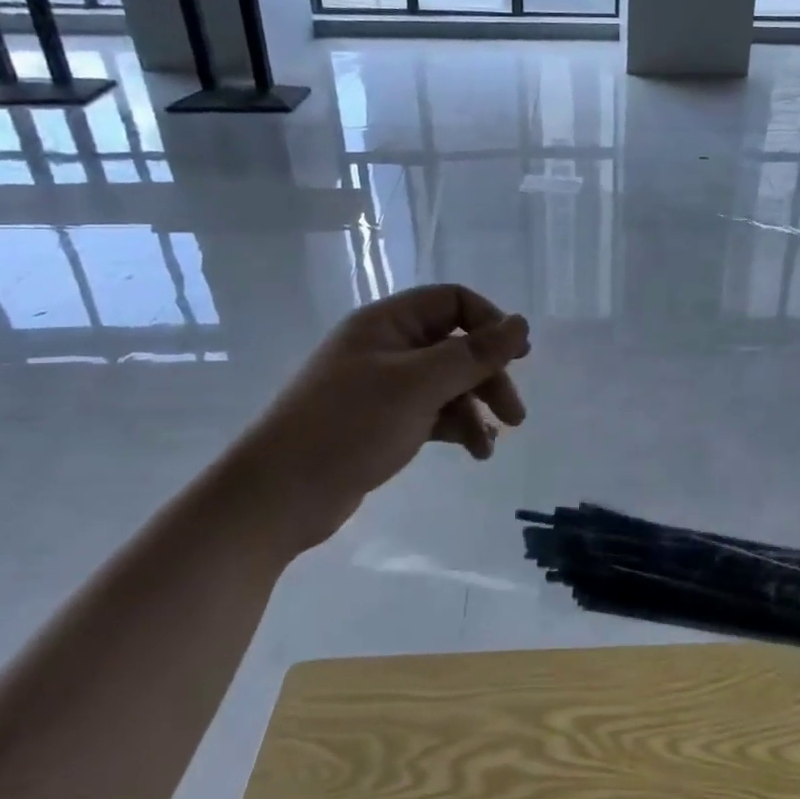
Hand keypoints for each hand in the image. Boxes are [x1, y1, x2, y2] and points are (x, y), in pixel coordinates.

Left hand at [230, 284, 530, 552]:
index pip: (453, 302)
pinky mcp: (383, 422)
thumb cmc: (348, 426)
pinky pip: (432, 412)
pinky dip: (457, 428)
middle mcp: (387, 347)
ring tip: (491, 444)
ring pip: (448, 383)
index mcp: (388, 323)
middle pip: (455, 345)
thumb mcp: (419, 386)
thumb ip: (474, 355)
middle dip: (489, 376)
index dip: (490, 324)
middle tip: (515, 415)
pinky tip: (475, 452)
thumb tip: (522, 324)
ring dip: (476, 408)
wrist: (278, 496)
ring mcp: (383, 386)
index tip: (519, 357)